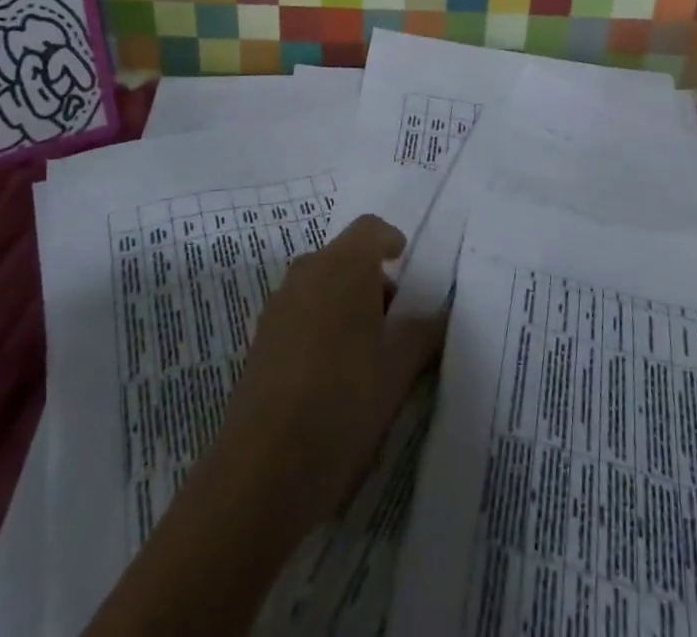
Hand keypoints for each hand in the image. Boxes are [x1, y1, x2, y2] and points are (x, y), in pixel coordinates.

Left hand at [210, 214, 445, 533]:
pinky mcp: (260, 339)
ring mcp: (278, 305)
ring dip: (345, 304)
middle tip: (395, 324)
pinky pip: (300, 313)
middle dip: (371, 281)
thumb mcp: (398, 369)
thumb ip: (422, 333)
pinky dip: (321, 326)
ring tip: (366, 355)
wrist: (264, 468)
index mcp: (344, 265)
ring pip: (321, 286)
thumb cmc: (344, 401)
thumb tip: (436, 316)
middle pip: (345, 258)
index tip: (405, 262)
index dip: (390, 241)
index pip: (370, 229)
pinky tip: (332, 375)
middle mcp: (307, 272)